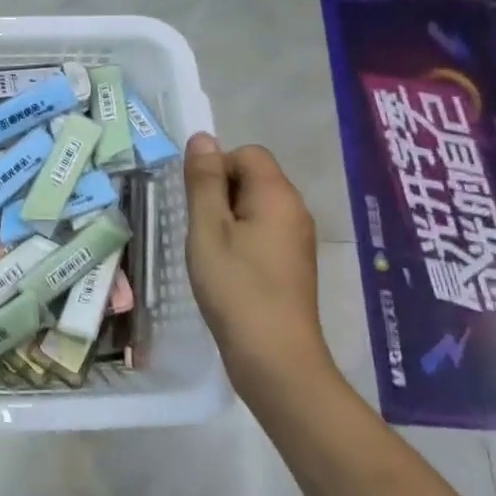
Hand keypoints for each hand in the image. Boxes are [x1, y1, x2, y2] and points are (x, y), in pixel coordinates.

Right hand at [183, 135, 333, 401]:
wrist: (275, 357)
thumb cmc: (235, 287)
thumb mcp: (207, 228)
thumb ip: (204, 181)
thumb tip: (203, 138)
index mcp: (277, 195)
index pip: (247, 154)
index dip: (216, 169)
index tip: (198, 205)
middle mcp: (295, 210)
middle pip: (252, 177)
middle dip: (220, 193)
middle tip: (200, 229)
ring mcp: (297, 239)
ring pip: (254, 206)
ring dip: (227, 218)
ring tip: (209, 250)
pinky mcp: (292, 263)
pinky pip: (262, 231)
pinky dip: (240, 239)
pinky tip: (226, 269)